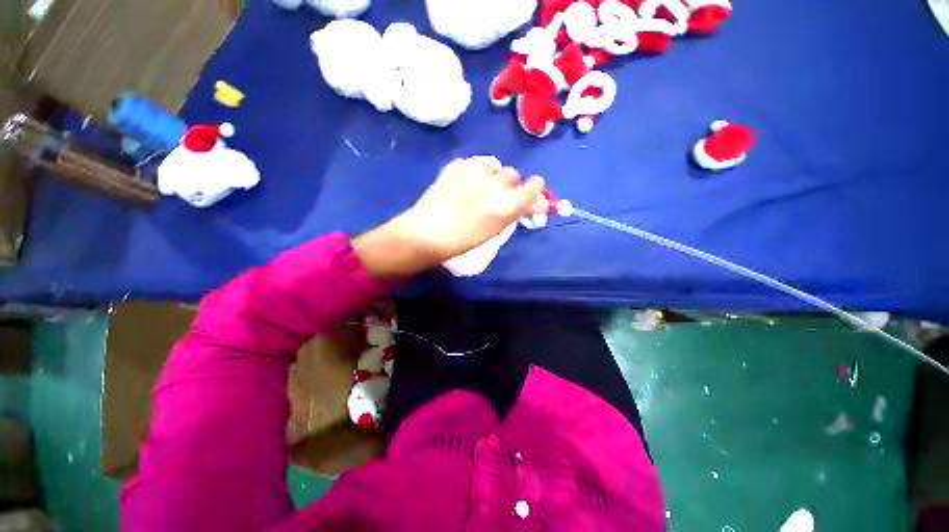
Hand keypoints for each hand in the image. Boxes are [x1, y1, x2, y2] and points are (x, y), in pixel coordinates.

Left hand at [352, 156, 545, 278]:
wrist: (426, 233)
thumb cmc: (463, 241)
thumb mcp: (494, 230)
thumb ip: (515, 213)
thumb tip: (532, 202)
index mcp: (507, 204)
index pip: (535, 185)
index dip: (534, 188)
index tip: (529, 193)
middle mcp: (495, 183)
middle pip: (513, 174)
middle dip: (509, 184)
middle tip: (496, 196)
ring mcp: (474, 171)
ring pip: (494, 166)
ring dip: (491, 175)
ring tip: (478, 189)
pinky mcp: (456, 166)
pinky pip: (473, 165)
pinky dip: (472, 173)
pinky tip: (462, 185)